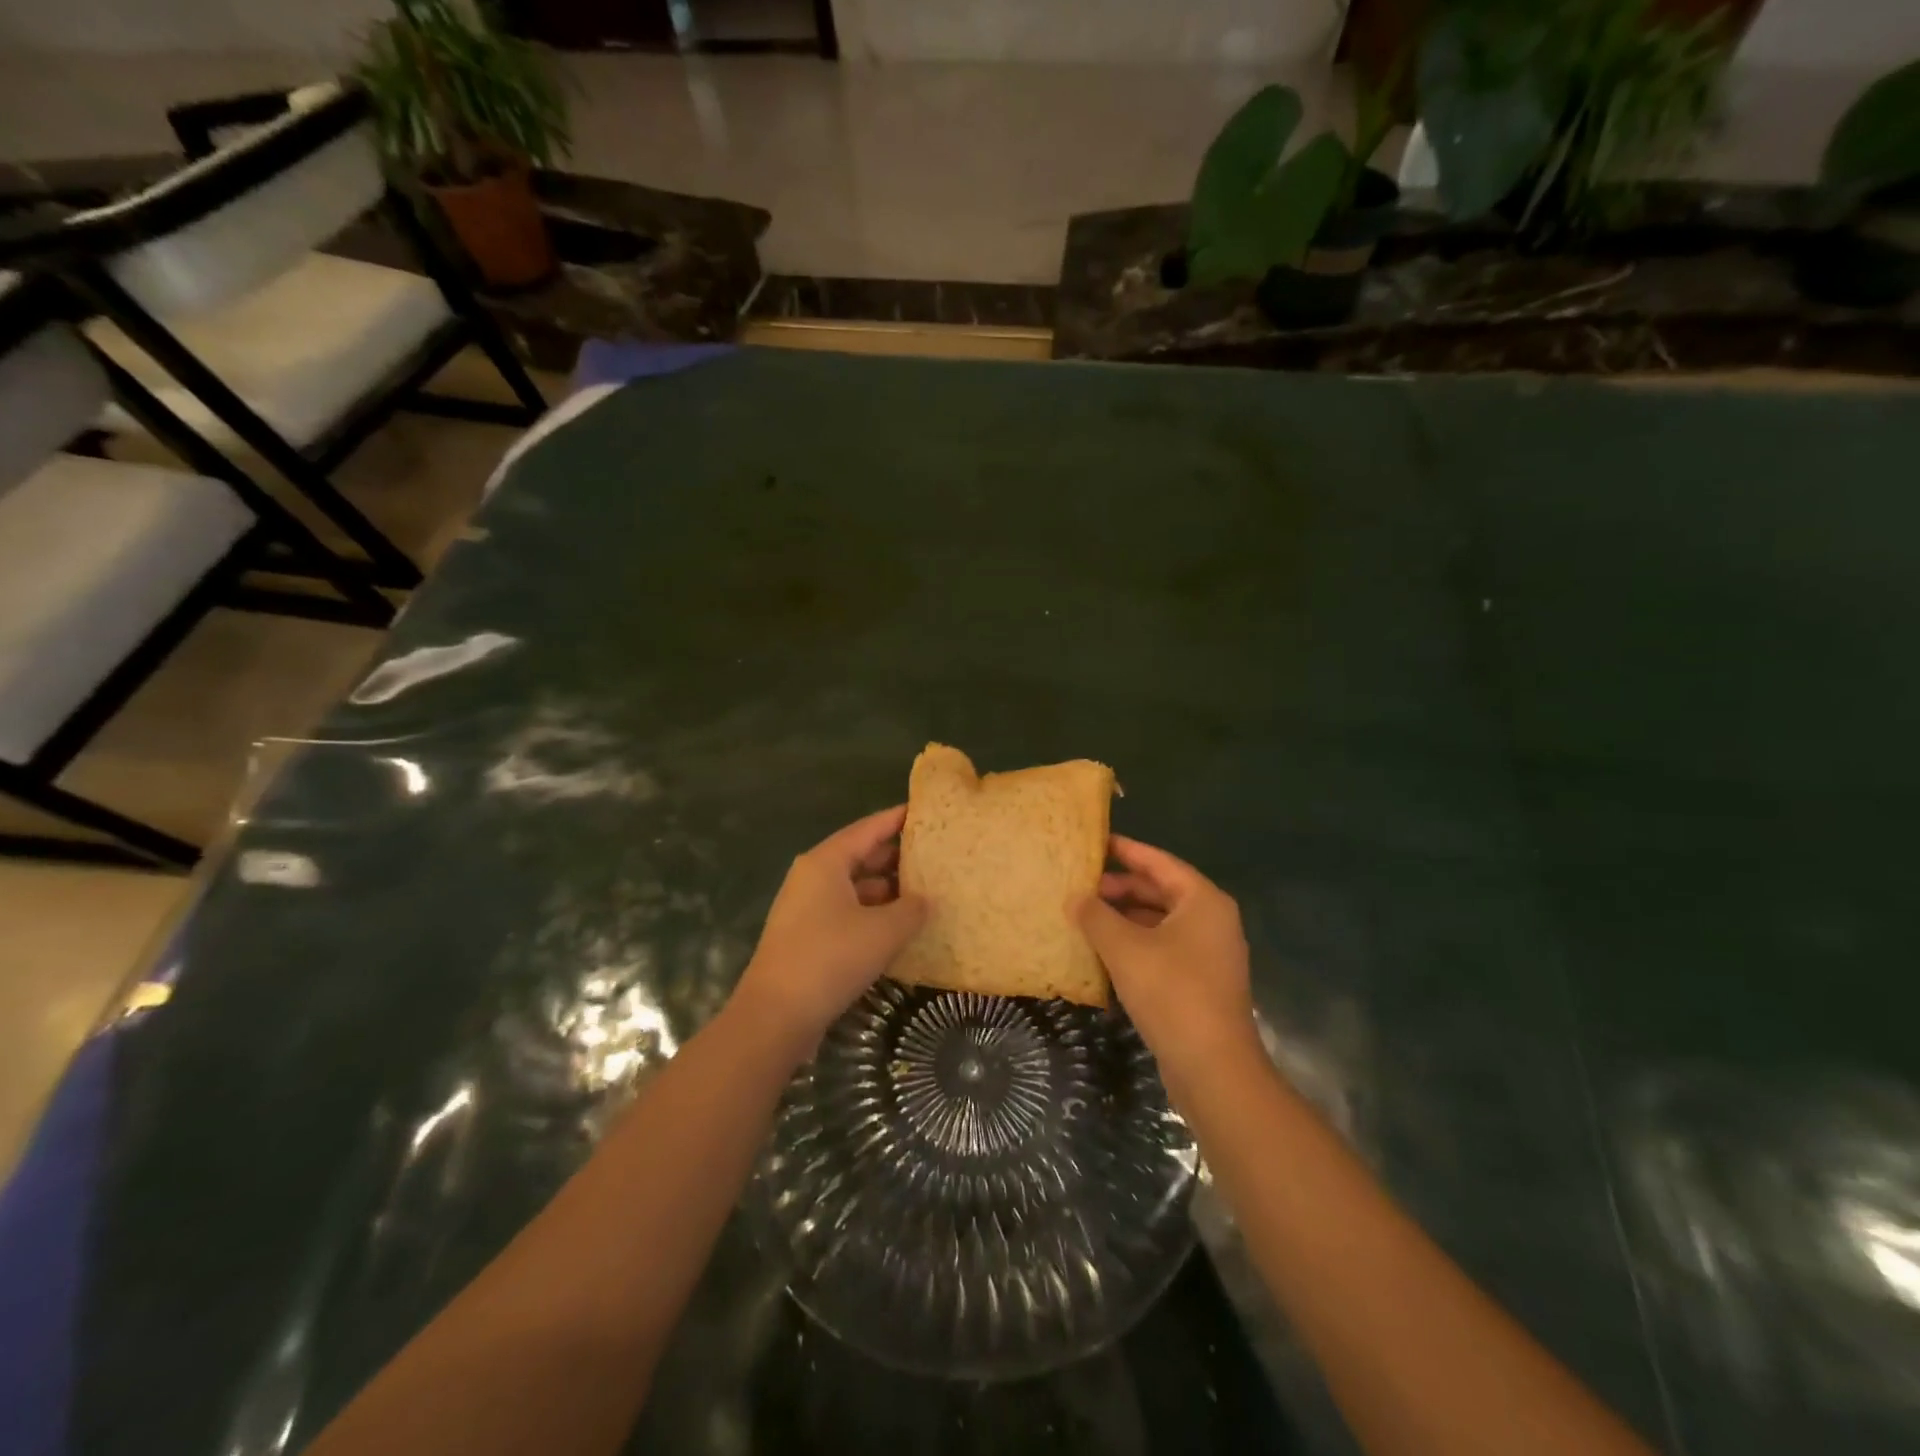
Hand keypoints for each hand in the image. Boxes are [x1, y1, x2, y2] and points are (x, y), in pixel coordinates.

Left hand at [733, 806, 927, 1054]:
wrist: (776, 1016)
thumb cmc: (831, 958)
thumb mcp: (883, 931)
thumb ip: (911, 909)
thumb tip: (926, 900)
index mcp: (825, 862)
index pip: (868, 829)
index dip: (897, 819)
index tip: (925, 812)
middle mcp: (812, 877)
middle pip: (859, 856)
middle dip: (896, 857)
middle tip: (934, 855)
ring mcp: (806, 908)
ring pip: (854, 887)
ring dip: (886, 890)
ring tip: (925, 892)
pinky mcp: (806, 937)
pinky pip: (847, 912)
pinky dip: (872, 914)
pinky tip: (899, 927)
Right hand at [1071, 836, 1258, 1084]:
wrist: (1213, 1067)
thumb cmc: (1172, 993)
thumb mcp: (1125, 949)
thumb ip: (1096, 917)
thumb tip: (1074, 898)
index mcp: (1202, 901)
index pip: (1159, 862)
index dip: (1126, 851)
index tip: (1096, 841)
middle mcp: (1212, 920)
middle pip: (1161, 891)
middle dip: (1121, 887)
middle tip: (1082, 885)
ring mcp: (1209, 953)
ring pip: (1160, 921)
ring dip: (1125, 917)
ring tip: (1086, 916)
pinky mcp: (1201, 982)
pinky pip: (1163, 948)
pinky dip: (1136, 943)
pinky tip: (1104, 951)